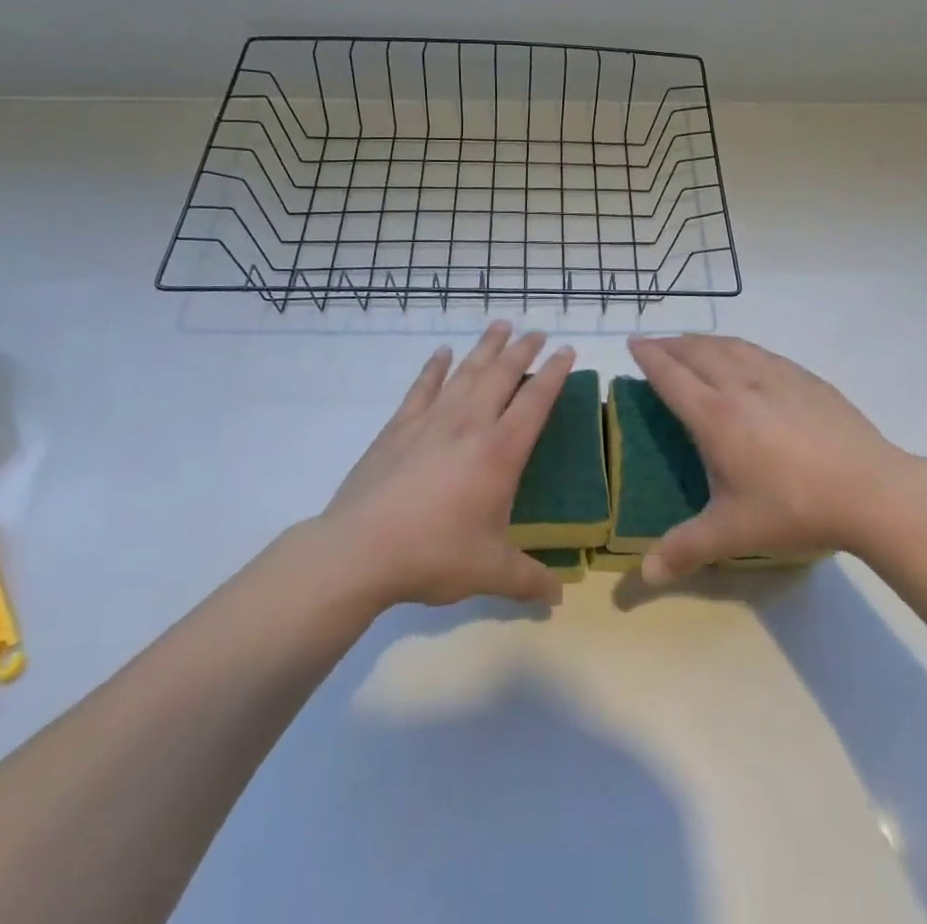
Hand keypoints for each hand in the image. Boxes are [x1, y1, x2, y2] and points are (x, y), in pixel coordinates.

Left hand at [319, 322, 573, 609]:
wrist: (360, 550)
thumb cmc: (433, 555)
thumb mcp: (489, 571)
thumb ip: (528, 581)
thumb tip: (559, 600)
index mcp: (500, 452)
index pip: (535, 401)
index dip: (555, 374)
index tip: (567, 351)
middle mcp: (470, 424)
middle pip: (502, 374)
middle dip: (523, 350)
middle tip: (538, 331)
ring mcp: (432, 420)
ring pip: (466, 371)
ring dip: (486, 346)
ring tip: (501, 325)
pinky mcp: (399, 426)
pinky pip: (422, 386)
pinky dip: (435, 367)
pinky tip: (442, 353)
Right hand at [626, 334, 919, 584]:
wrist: (870, 489)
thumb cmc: (794, 507)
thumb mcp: (734, 532)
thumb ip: (686, 549)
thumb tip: (644, 576)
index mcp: (715, 416)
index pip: (671, 376)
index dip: (649, 357)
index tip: (633, 343)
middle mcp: (740, 384)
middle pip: (697, 352)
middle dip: (671, 344)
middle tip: (655, 344)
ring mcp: (776, 376)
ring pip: (730, 345)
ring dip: (703, 340)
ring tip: (692, 344)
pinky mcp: (805, 378)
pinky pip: (760, 351)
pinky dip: (737, 346)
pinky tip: (743, 356)